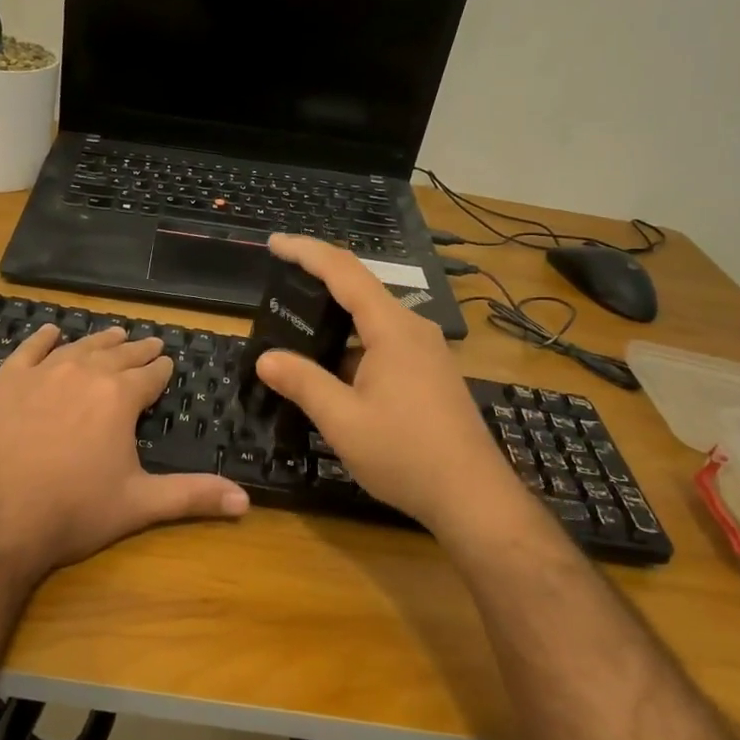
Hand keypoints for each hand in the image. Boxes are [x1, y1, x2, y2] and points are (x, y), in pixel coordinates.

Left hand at [0, 324, 248, 582]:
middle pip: (118, 354)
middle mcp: (85, 373)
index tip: (168, 362)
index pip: (150, 375)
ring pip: (80, 347)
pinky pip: (30, 350)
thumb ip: (192, 495)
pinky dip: (44, 339)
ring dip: (101, 340)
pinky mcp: (6, 382)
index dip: (162, 369)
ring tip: (115, 334)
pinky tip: (53, 332)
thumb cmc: (72, 512)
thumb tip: (246, 501)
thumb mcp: (139, 504)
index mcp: (120, 397)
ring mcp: (42, 373)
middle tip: (151, 343)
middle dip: (138, 350)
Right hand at [254, 236, 519, 533]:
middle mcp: (413, 329)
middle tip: (278, 286)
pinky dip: (353, 346)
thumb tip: (266, 358)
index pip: (344, 271)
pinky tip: (332, 371)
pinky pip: (385, 343)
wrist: (473, 497)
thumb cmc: (406, 454)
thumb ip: (302, 382)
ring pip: (373, 320)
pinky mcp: (431, 374)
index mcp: (392, 328)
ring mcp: (427, 352)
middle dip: (318, 283)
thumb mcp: (343, 420)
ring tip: (297, 331)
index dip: (306, 252)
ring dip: (335, 321)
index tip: (274, 242)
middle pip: (360, 290)